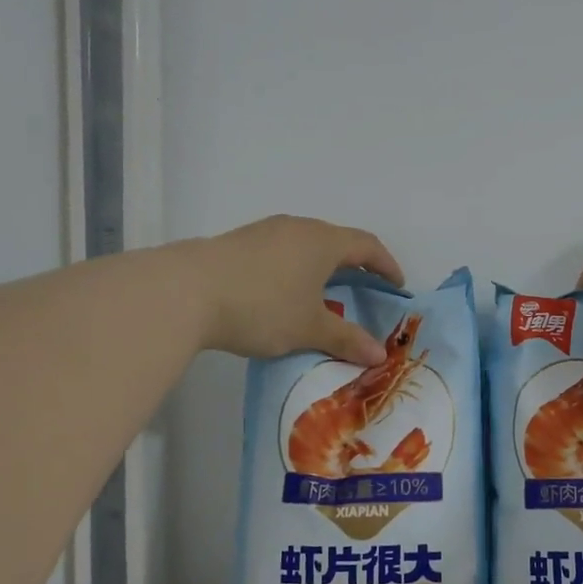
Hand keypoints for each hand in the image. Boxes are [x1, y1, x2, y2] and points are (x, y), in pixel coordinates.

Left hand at [185, 215, 404, 365]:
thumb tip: (380, 355)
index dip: (386, 265)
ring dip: (321, 267)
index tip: (396, 286)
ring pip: (305, 246)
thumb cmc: (262, 306)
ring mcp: (265, 232)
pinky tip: (282, 294)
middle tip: (363, 291)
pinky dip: (294, 270)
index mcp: (323, 241)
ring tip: (322, 295)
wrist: (186, 291)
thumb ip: (346, 339)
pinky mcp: (239, 243)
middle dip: (354, 265)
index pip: (367, 245)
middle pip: (336, 241)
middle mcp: (298, 228)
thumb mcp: (309, 327)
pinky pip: (280, 252)